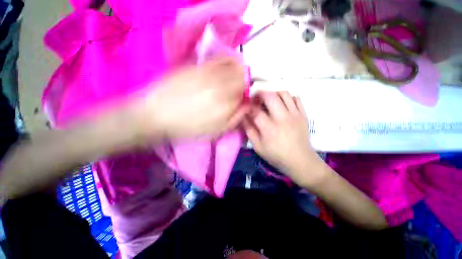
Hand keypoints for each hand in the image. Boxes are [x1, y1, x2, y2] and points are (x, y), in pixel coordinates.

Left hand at [139, 57, 247, 138]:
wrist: (157, 115)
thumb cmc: (189, 128)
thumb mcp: (217, 131)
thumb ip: (235, 118)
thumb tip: (247, 104)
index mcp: (226, 105)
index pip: (246, 92)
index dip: (246, 93)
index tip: (241, 96)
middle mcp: (221, 86)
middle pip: (242, 76)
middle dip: (243, 81)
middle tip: (236, 88)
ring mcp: (209, 73)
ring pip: (233, 65)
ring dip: (236, 70)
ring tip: (230, 78)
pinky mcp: (198, 66)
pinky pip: (219, 59)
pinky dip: (226, 61)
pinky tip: (222, 69)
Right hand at [244, 91, 322, 185]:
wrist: (300, 160)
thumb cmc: (276, 155)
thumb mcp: (258, 147)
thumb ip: (249, 131)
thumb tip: (243, 117)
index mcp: (269, 129)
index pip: (256, 111)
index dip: (249, 106)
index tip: (246, 106)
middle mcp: (282, 118)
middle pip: (270, 96)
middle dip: (260, 94)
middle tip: (257, 98)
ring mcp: (295, 115)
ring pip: (284, 93)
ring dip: (274, 93)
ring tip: (270, 100)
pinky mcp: (303, 115)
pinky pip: (296, 98)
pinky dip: (288, 98)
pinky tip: (283, 104)